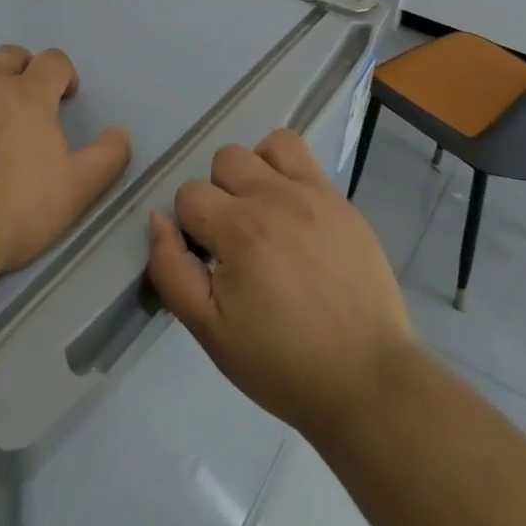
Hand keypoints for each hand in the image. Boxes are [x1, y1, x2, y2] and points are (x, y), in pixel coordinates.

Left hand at [0, 46, 131, 283]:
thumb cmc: (13, 214)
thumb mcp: (77, 191)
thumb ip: (108, 156)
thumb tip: (121, 130)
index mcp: (29, 94)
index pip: (54, 60)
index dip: (64, 74)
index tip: (66, 97)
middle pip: (10, 54)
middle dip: (25, 69)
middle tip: (27, 100)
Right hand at [147, 129, 415, 441]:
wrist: (366, 380)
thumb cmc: (282, 363)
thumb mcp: (210, 332)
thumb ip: (172, 271)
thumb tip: (159, 221)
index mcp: (239, 230)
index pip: (189, 195)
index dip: (190, 228)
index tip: (209, 261)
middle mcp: (274, 198)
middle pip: (224, 160)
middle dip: (219, 196)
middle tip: (235, 241)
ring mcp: (313, 193)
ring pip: (265, 146)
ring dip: (255, 173)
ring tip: (264, 215)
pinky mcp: (340, 199)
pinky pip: (304, 155)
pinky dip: (287, 170)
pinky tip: (293, 210)